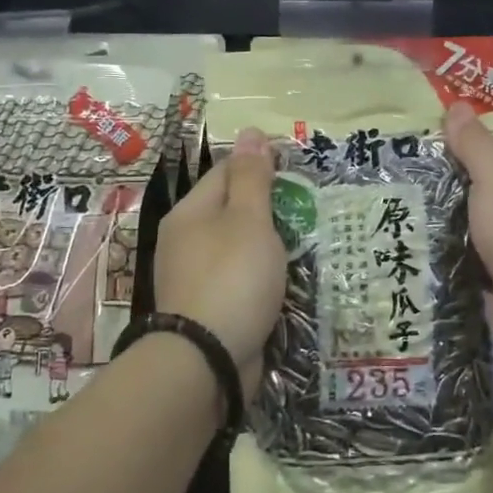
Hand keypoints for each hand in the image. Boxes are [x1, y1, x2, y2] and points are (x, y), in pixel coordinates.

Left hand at [153, 127, 286, 387]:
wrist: (205, 361)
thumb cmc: (232, 278)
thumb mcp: (249, 220)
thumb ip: (253, 178)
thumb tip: (250, 131)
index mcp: (191, 212)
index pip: (226, 171)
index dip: (260, 165)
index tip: (296, 170)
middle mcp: (185, 240)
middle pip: (230, 210)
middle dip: (267, 207)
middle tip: (308, 209)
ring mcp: (193, 277)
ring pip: (236, 247)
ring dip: (266, 245)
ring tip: (303, 244)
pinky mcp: (207, 308)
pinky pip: (238, 279)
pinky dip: (260, 276)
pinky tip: (282, 281)